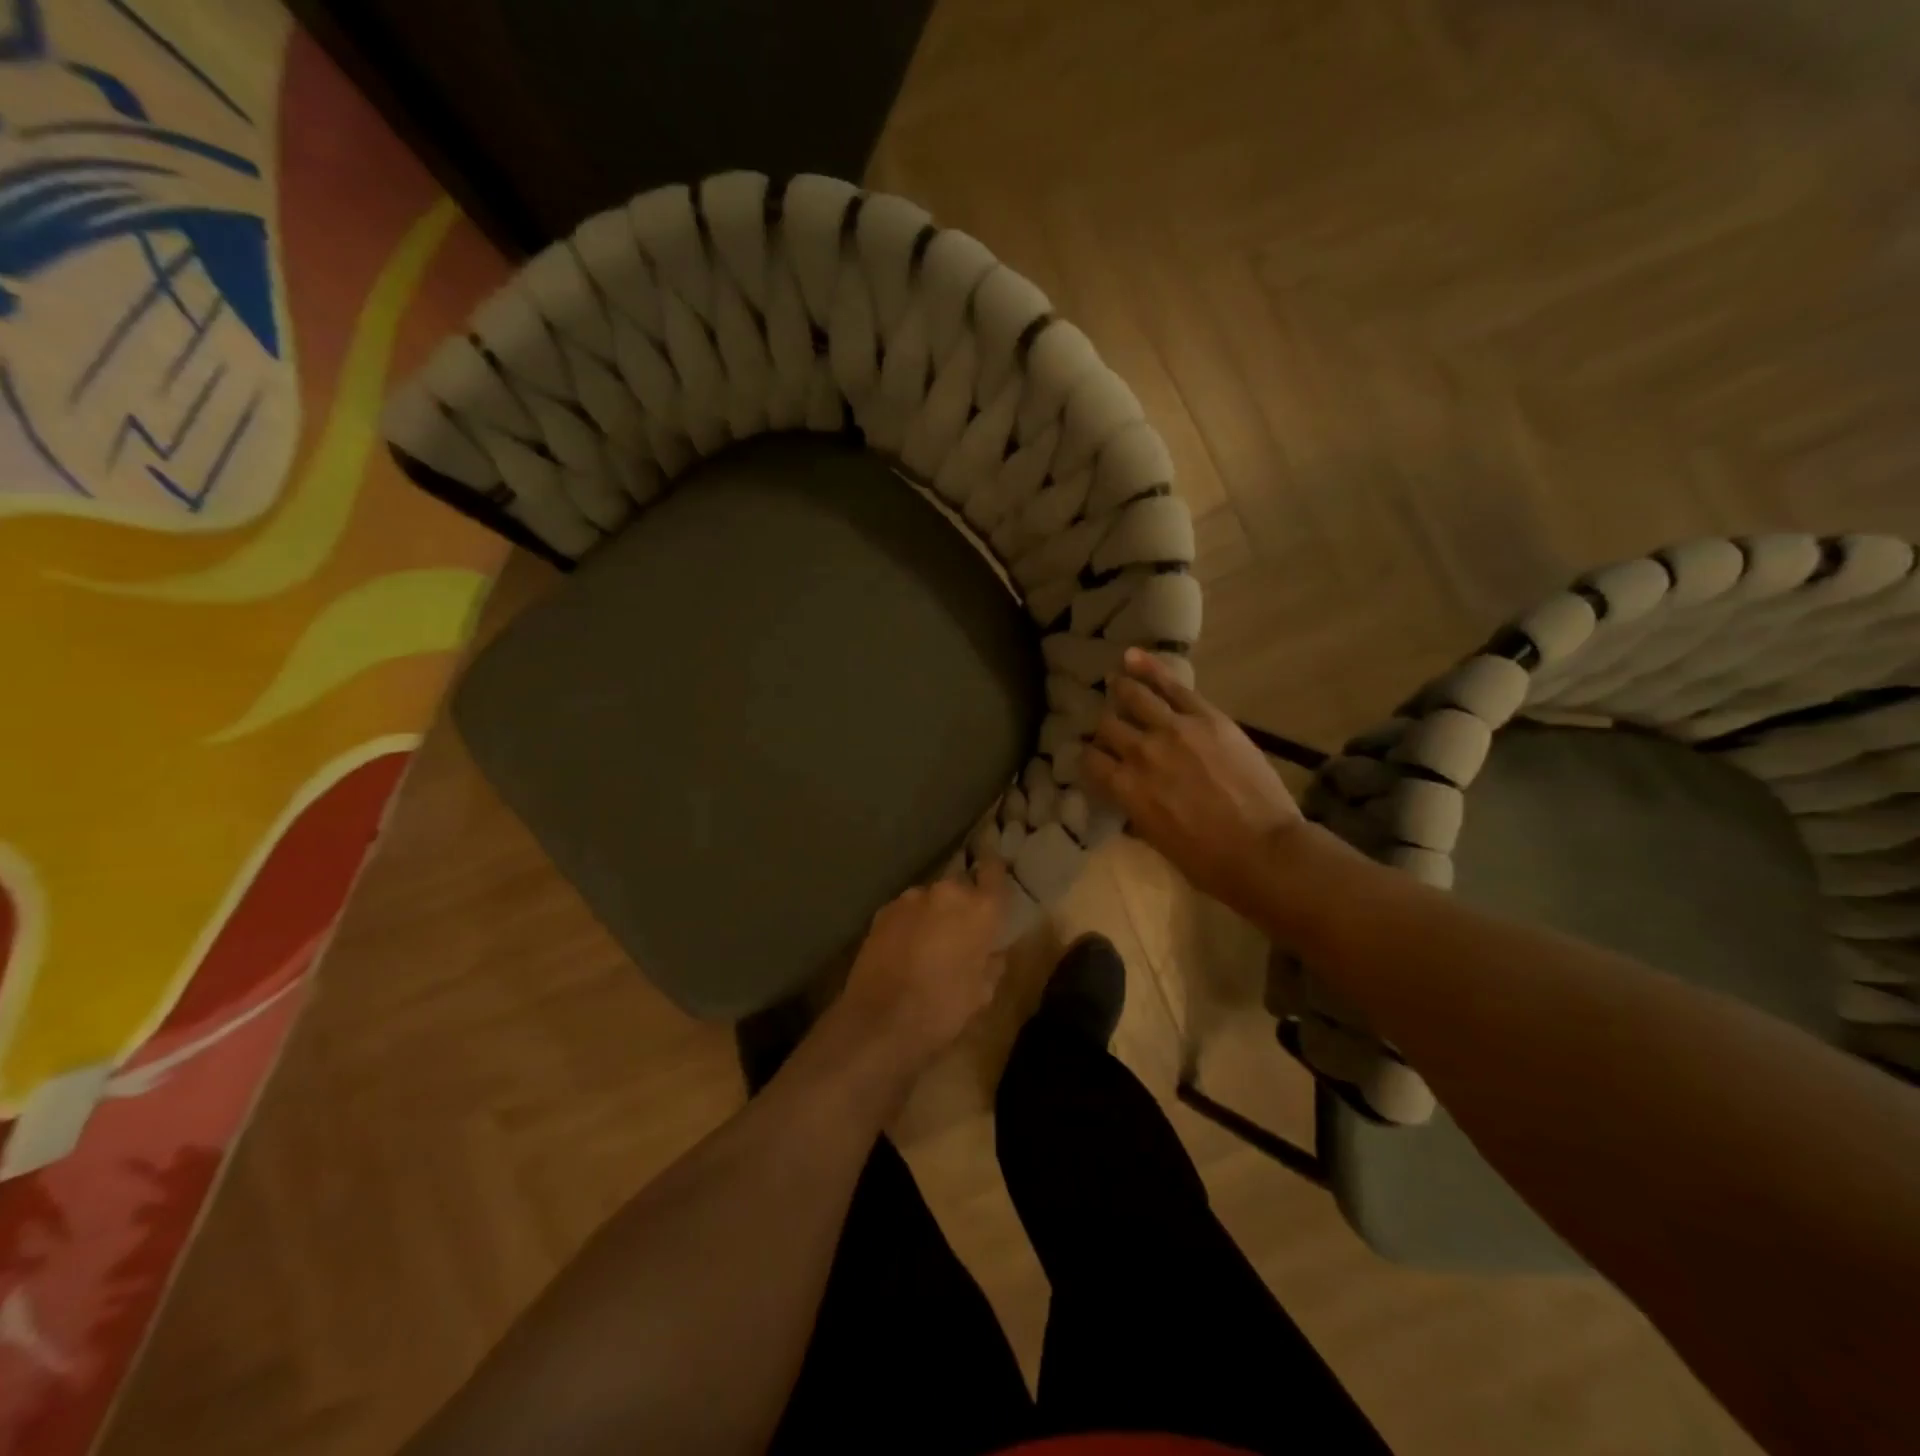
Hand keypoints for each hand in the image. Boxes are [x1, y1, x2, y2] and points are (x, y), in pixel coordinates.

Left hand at [834, 858, 1011, 1081]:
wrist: (880, 1020)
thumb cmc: (943, 1009)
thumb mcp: (983, 993)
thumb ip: (992, 962)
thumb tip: (992, 950)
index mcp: (981, 909)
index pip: (994, 871)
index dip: (995, 869)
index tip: (994, 870)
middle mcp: (948, 892)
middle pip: (961, 886)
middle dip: (962, 904)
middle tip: (961, 931)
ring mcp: (911, 898)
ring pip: (931, 899)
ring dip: (934, 914)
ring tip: (928, 945)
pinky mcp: (883, 910)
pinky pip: (906, 911)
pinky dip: (910, 923)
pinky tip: (904, 950)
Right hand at [1083, 649, 1307, 920]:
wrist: (1263, 851)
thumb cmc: (1208, 862)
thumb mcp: (1158, 842)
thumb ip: (1136, 812)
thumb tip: (1129, 799)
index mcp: (1125, 789)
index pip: (1090, 760)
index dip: (1090, 757)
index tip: (1096, 758)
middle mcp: (1140, 753)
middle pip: (1109, 726)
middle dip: (1107, 727)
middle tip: (1113, 727)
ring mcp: (1173, 730)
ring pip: (1133, 698)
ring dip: (1121, 689)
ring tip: (1116, 680)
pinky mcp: (1205, 717)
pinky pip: (1171, 686)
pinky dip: (1149, 668)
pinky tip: (1132, 657)